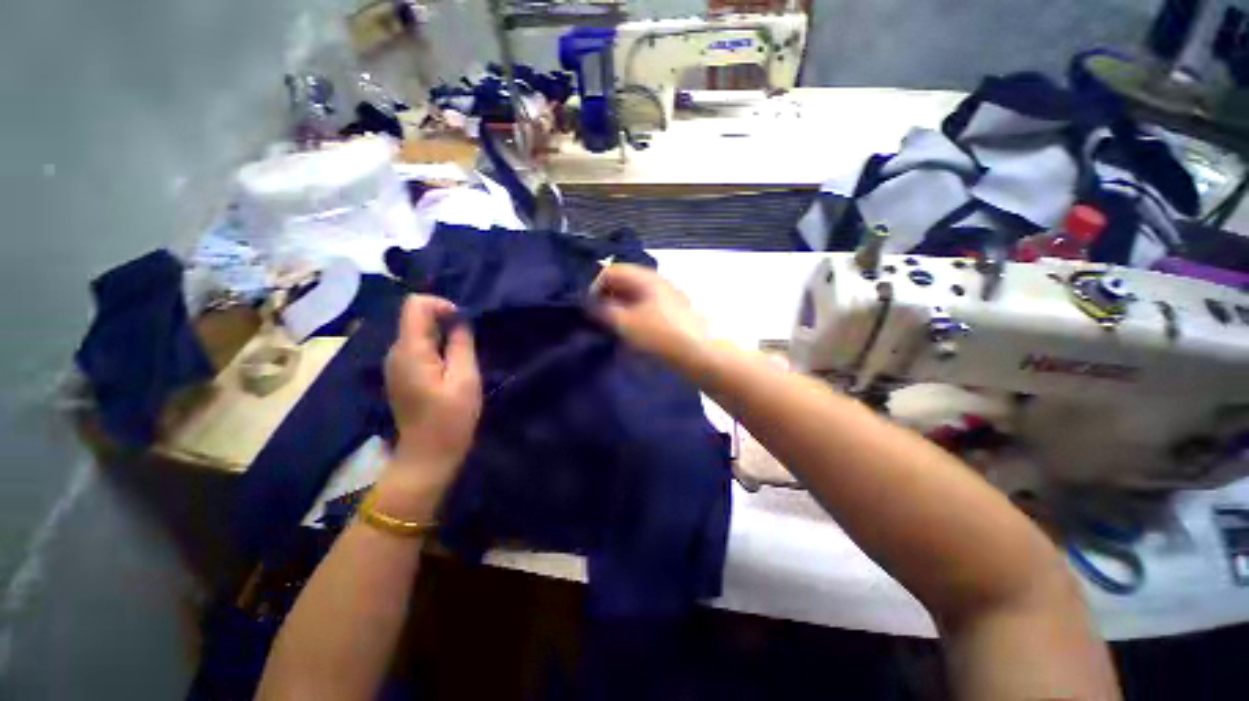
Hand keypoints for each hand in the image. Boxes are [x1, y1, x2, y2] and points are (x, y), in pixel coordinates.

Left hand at [380, 296, 481, 516]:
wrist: (427, 456)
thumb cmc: (450, 418)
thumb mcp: (465, 378)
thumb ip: (461, 344)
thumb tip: (460, 319)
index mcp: (410, 350)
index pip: (416, 304)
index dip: (442, 305)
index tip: (464, 323)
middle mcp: (395, 352)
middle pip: (416, 317)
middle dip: (445, 321)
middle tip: (470, 342)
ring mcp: (395, 364)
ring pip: (417, 333)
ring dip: (442, 335)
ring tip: (463, 355)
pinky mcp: (401, 375)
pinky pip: (417, 348)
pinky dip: (436, 347)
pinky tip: (451, 366)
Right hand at [590, 264, 709, 367]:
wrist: (703, 355)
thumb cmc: (662, 334)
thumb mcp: (627, 323)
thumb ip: (604, 311)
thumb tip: (589, 304)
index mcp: (646, 277)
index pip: (612, 270)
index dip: (595, 285)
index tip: (587, 308)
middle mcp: (656, 282)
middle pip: (624, 282)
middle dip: (606, 298)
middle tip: (597, 319)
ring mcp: (666, 298)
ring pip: (634, 297)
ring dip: (619, 309)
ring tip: (611, 329)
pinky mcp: (671, 315)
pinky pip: (645, 309)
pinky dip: (632, 317)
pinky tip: (629, 334)